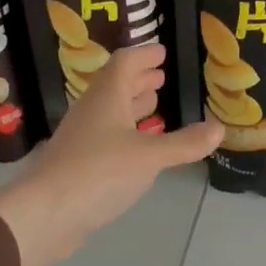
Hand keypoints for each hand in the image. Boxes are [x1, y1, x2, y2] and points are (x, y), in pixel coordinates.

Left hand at [0, 44, 221, 265]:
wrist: (46, 214)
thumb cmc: (99, 172)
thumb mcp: (150, 156)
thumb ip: (185, 143)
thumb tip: (219, 128)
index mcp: (106, 99)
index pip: (124, 64)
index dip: (144, 56)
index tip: (162, 52)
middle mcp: (91, 113)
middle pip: (115, 87)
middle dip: (138, 80)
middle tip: (159, 76)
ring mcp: (82, 139)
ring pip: (109, 113)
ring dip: (131, 106)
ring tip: (153, 105)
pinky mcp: (79, 165)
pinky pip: (106, 138)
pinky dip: (126, 133)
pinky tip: (138, 147)